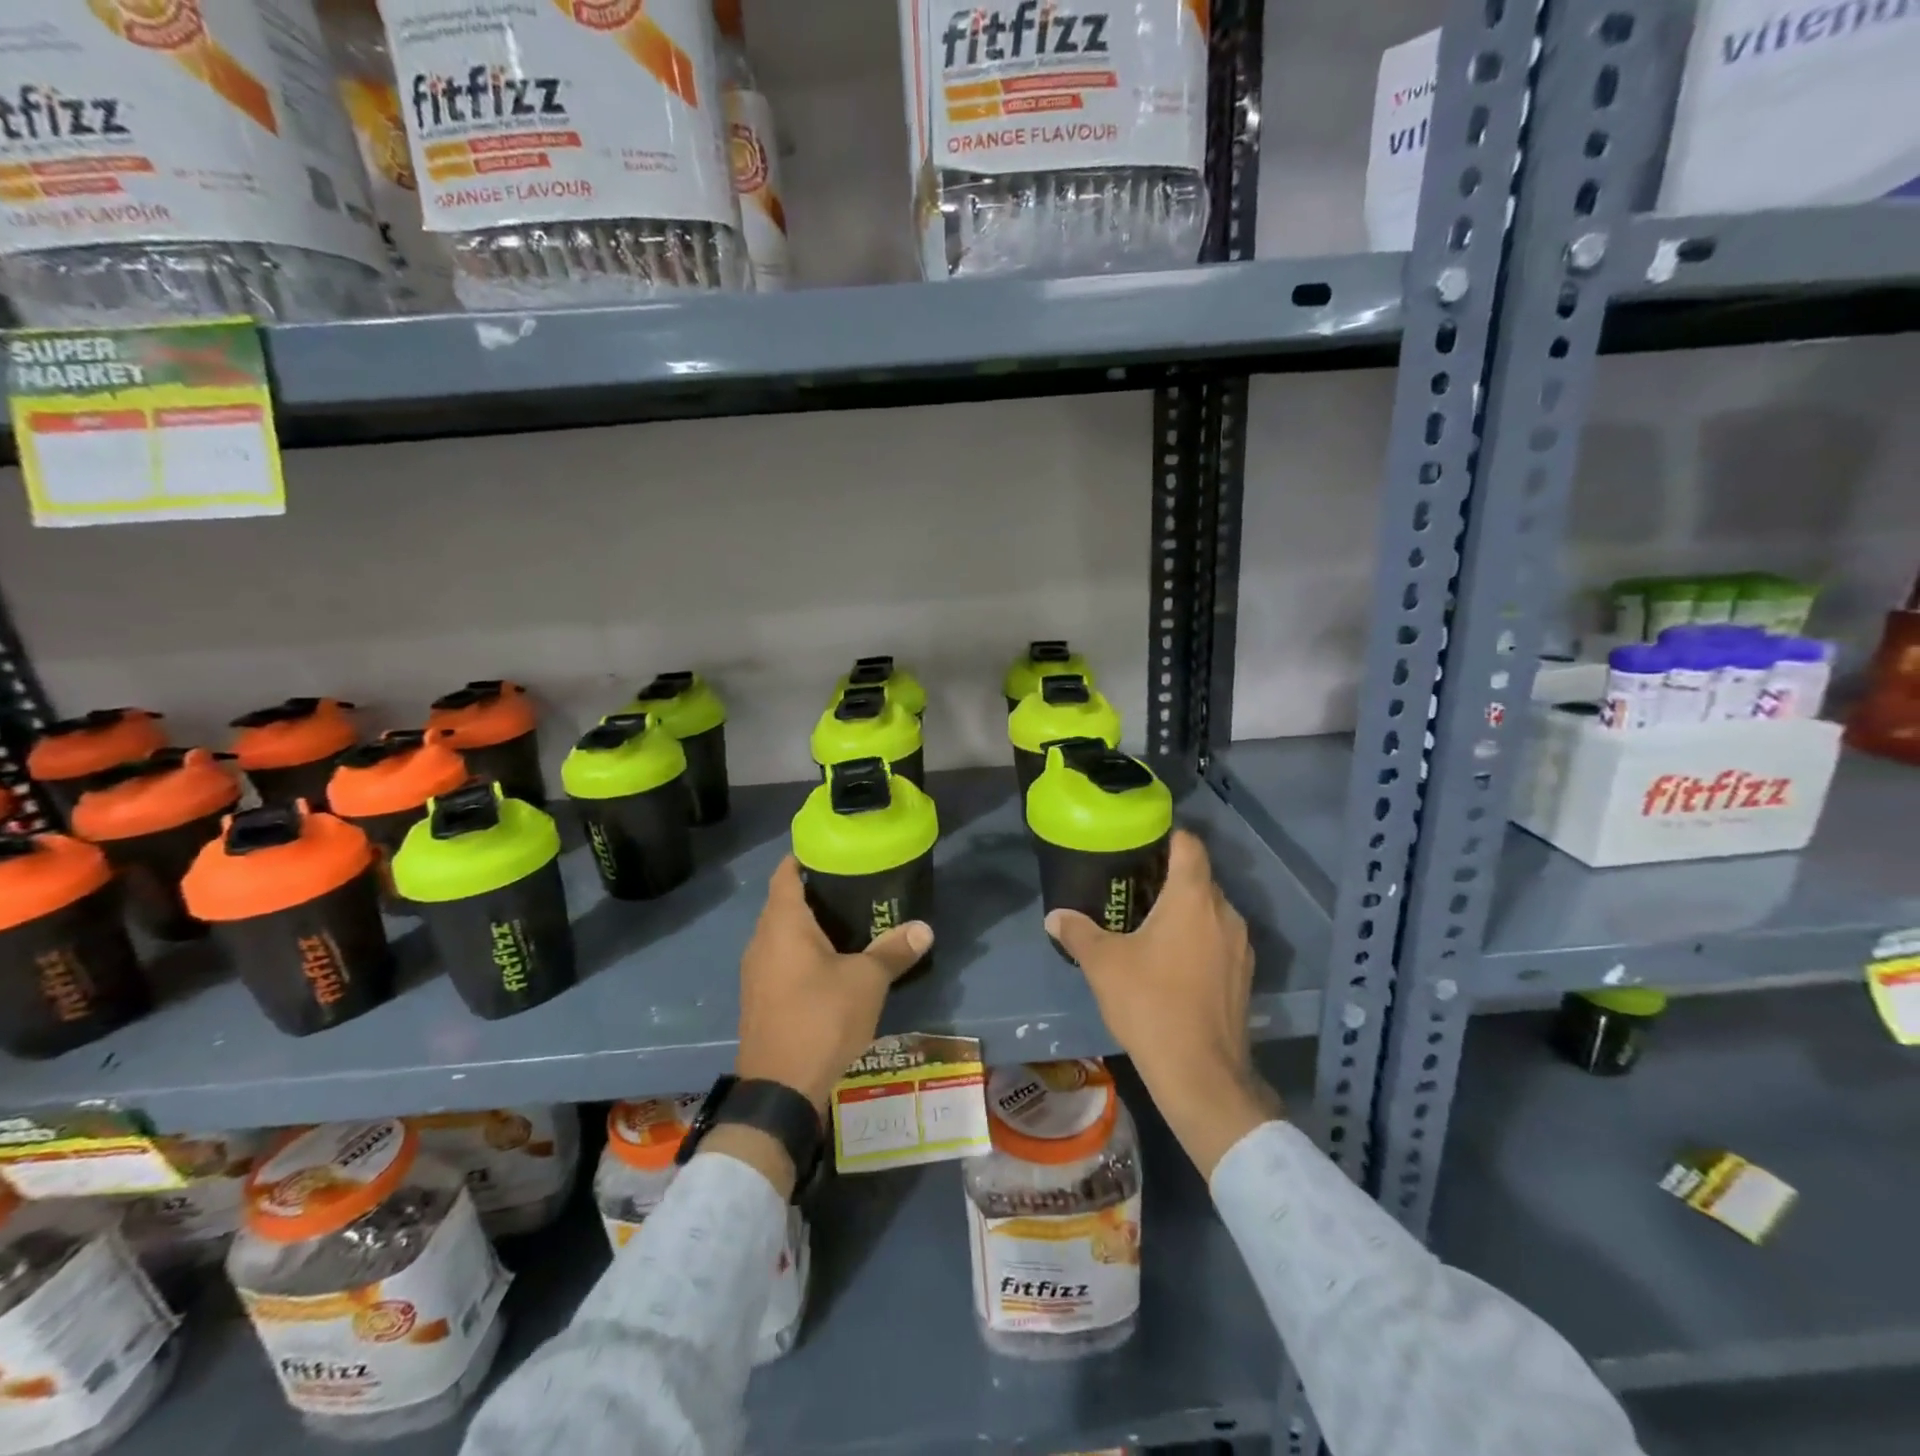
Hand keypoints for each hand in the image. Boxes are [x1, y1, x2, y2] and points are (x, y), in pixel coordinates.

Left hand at [735, 856, 933, 1116]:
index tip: (833, 850)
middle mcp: (761, 941)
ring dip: (808, 926)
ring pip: (781, 934)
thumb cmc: (821, 1018)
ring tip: (847, 922)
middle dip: (814, 891)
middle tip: (853, 886)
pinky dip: (801, 952)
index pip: (785, 873)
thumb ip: (893, 950)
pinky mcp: (759, 998)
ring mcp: (755, 972)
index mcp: (783, 924)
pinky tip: (829, 964)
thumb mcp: (867, 981)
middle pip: (783, 902)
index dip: (805, 857)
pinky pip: (779, 959)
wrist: (780, 1088)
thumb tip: (924, 928)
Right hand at [1046, 830, 1282, 1176]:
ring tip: (1151, 924)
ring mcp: (1240, 945)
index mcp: (1192, 897)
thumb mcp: (1103, 964)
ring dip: (1186, 910)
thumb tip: (1054, 916)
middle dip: (1170, 877)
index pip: (1189, 845)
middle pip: (1200, 877)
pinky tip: (1173, 960)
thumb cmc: (1150, 1003)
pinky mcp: (1245, 974)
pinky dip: (1199, 937)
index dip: (1168, 837)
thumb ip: (1078, 932)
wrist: (1200, 1073)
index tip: (1142, 843)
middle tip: (1134, 887)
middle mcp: (1224, 912)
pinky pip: (1220, 938)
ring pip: (1212, 910)